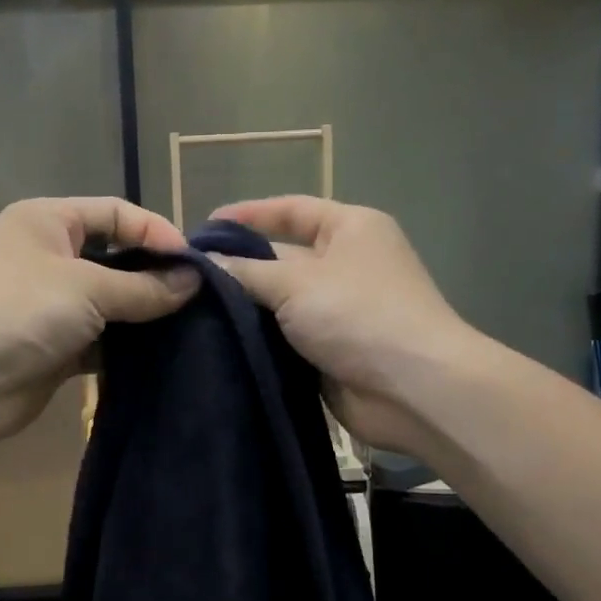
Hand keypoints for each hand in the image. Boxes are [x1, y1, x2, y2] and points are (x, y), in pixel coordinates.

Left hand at [0, 197, 198, 445]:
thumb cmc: (19, 311)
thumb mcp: (87, 287)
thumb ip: (144, 286)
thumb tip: (194, 281)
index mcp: (47, 222)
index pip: (115, 213)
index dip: (155, 231)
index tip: (194, 263)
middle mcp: (48, 257)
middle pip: (115, 257)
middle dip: (154, 275)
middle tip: (199, 298)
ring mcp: (50, 305)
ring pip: (110, 303)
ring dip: (143, 314)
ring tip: (189, 327)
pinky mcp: (55, 348)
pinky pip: (101, 340)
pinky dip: (126, 347)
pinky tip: (161, 355)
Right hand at [209, 197, 478, 458]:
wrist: (412, 390)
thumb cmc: (358, 315)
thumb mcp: (296, 282)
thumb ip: (246, 271)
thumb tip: (206, 262)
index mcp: (350, 229)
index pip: (291, 210)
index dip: (248, 215)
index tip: (203, 228)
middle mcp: (346, 264)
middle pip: (283, 256)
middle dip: (240, 264)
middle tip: (188, 275)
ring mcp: (339, 310)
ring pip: (281, 300)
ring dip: (246, 306)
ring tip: (192, 308)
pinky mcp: (331, 349)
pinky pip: (287, 336)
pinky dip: (259, 338)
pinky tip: (218, 340)